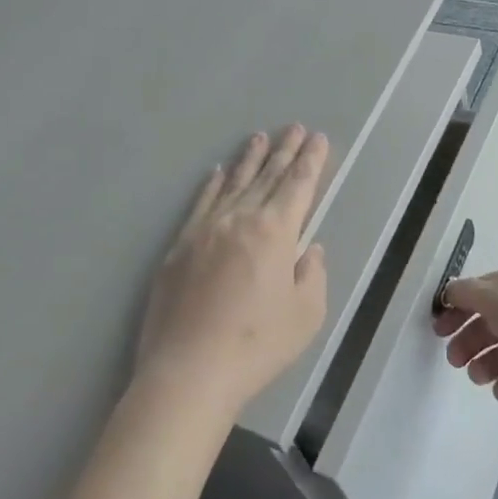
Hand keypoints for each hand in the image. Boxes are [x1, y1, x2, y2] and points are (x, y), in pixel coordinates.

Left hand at [137, 126, 329, 418]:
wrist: (189, 371)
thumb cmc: (257, 345)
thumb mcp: (306, 315)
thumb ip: (312, 275)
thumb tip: (309, 250)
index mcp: (275, 232)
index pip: (298, 185)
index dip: (311, 160)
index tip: (318, 138)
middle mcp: (240, 219)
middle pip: (266, 177)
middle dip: (284, 151)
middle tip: (295, 127)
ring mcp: (205, 230)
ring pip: (233, 184)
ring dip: (249, 159)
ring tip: (259, 137)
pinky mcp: (179, 246)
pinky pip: (201, 203)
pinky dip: (212, 185)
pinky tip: (218, 172)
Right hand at [430, 265, 497, 405]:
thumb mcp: (490, 295)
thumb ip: (463, 293)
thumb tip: (448, 293)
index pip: (474, 296)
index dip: (454, 310)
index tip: (438, 330)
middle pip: (483, 328)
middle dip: (465, 344)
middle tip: (454, 360)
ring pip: (496, 357)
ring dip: (481, 367)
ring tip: (480, 376)